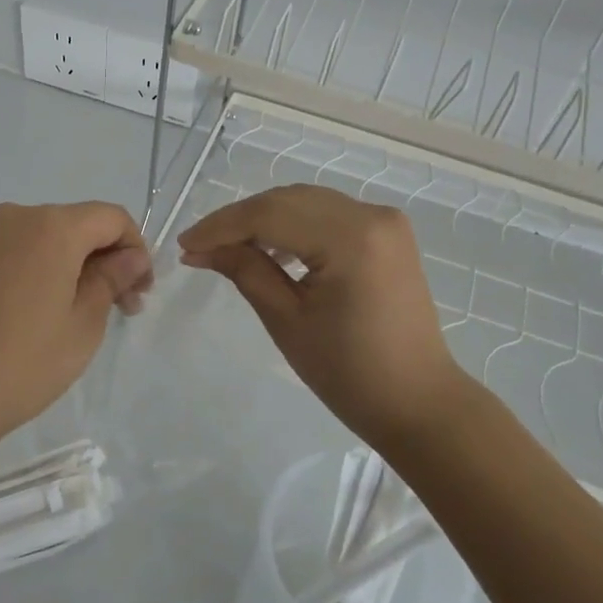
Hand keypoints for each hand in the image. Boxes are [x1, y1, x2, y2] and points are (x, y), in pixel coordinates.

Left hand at [0, 202, 152, 472]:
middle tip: (108, 308)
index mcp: (51, 228)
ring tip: (53, 315)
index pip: (110, 217)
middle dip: (95, 259)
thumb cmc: (22, 364)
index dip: (134, 248)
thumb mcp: (83, 327)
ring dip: (53, 265)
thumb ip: (111, 280)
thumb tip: (128, 257)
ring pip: (28, 240)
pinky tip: (7, 317)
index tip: (136, 291)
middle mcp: (9, 219)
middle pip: (68, 225)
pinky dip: (13, 274)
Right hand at [178, 185, 476, 453]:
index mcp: (351, 238)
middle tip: (199, 246)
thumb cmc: (349, 373)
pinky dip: (294, 225)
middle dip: (239, 220)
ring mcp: (384, 221)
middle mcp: (372, 215)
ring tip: (226, 247)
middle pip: (288, 200)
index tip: (184, 244)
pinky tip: (269, 247)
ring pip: (306, 203)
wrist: (418, 402)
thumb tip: (200, 248)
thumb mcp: (287, 321)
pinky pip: (328, 215)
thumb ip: (245, 271)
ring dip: (264, 220)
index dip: (221, 226)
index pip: (270, 215)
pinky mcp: (388, 233)